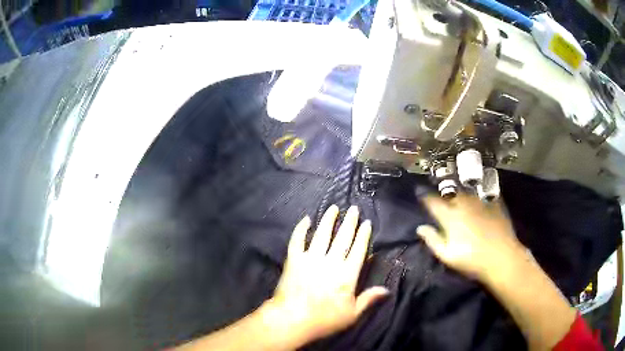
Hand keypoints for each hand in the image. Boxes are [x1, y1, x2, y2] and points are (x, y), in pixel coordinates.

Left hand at [267, 205, 388, 343]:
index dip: (363, 235)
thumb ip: (369, 299)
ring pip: (321, 234)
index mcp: (347, 274)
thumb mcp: (352, 314)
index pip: (358, 250)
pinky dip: (301, 229)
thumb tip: (386, 289)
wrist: (292, 319)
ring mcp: (310, 258)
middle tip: (353, 208)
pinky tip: (306, 219)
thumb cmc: (324, 320)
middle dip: (349, 222)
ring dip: (328, 220)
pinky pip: (297, 240)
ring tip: (333, 208)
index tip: (366, 223)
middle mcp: (330, 261)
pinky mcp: (293, 259)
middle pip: (342, 238)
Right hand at [416, 194, 528, 281]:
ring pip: (465, 191)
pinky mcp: (493, 203)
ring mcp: (480, 202)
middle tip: (440, 195)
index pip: (433, 202)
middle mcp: (464, 204)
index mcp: (451, 217)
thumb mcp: (448, 256)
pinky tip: (477, 198)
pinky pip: (481, 194)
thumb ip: (433, 240)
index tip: (420, 193)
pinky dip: (476, 194)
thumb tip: (420, 228)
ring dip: (458, 192)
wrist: (502, 258)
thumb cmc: (472, 260)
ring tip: (457, 194)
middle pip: (450, 193)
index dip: (425, 197)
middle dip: (443, 193)